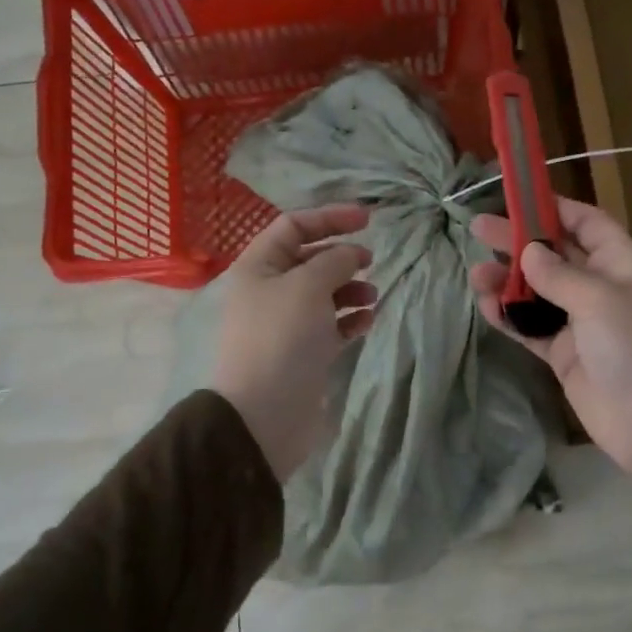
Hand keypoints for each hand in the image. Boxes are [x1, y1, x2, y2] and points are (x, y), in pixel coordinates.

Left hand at [211, 205, 376, 480]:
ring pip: (324, 294)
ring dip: (351, 289)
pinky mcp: (303, 353)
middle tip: (371, 262)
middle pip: (309, 260)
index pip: (293, 227)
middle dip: (342, 257)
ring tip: (373, 296)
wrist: (265, 413)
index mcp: (258, 267)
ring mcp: (286, 324)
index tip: (369, 219)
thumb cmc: (282, 339)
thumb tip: (352, 253)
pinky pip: (331, 326)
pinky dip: (351, 319)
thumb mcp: (308, 286)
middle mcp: (269, 291)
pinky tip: (368, 320)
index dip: (330, 217)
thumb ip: (335, 261)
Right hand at [469, 198, 631, 522]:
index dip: (555, 207)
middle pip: (555, 255)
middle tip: (477, 230)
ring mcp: (582, 325)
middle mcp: (601, 288)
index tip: (516, 197)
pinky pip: (532, 329)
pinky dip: (510, 317)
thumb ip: (560, 275)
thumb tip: (529, 252)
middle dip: (519, 242)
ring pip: (538, 294)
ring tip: (474, 274)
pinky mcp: (565, 356)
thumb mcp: (602, 300)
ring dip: (508, 282)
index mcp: (622, 264)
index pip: (587, 223)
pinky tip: (486, 306)